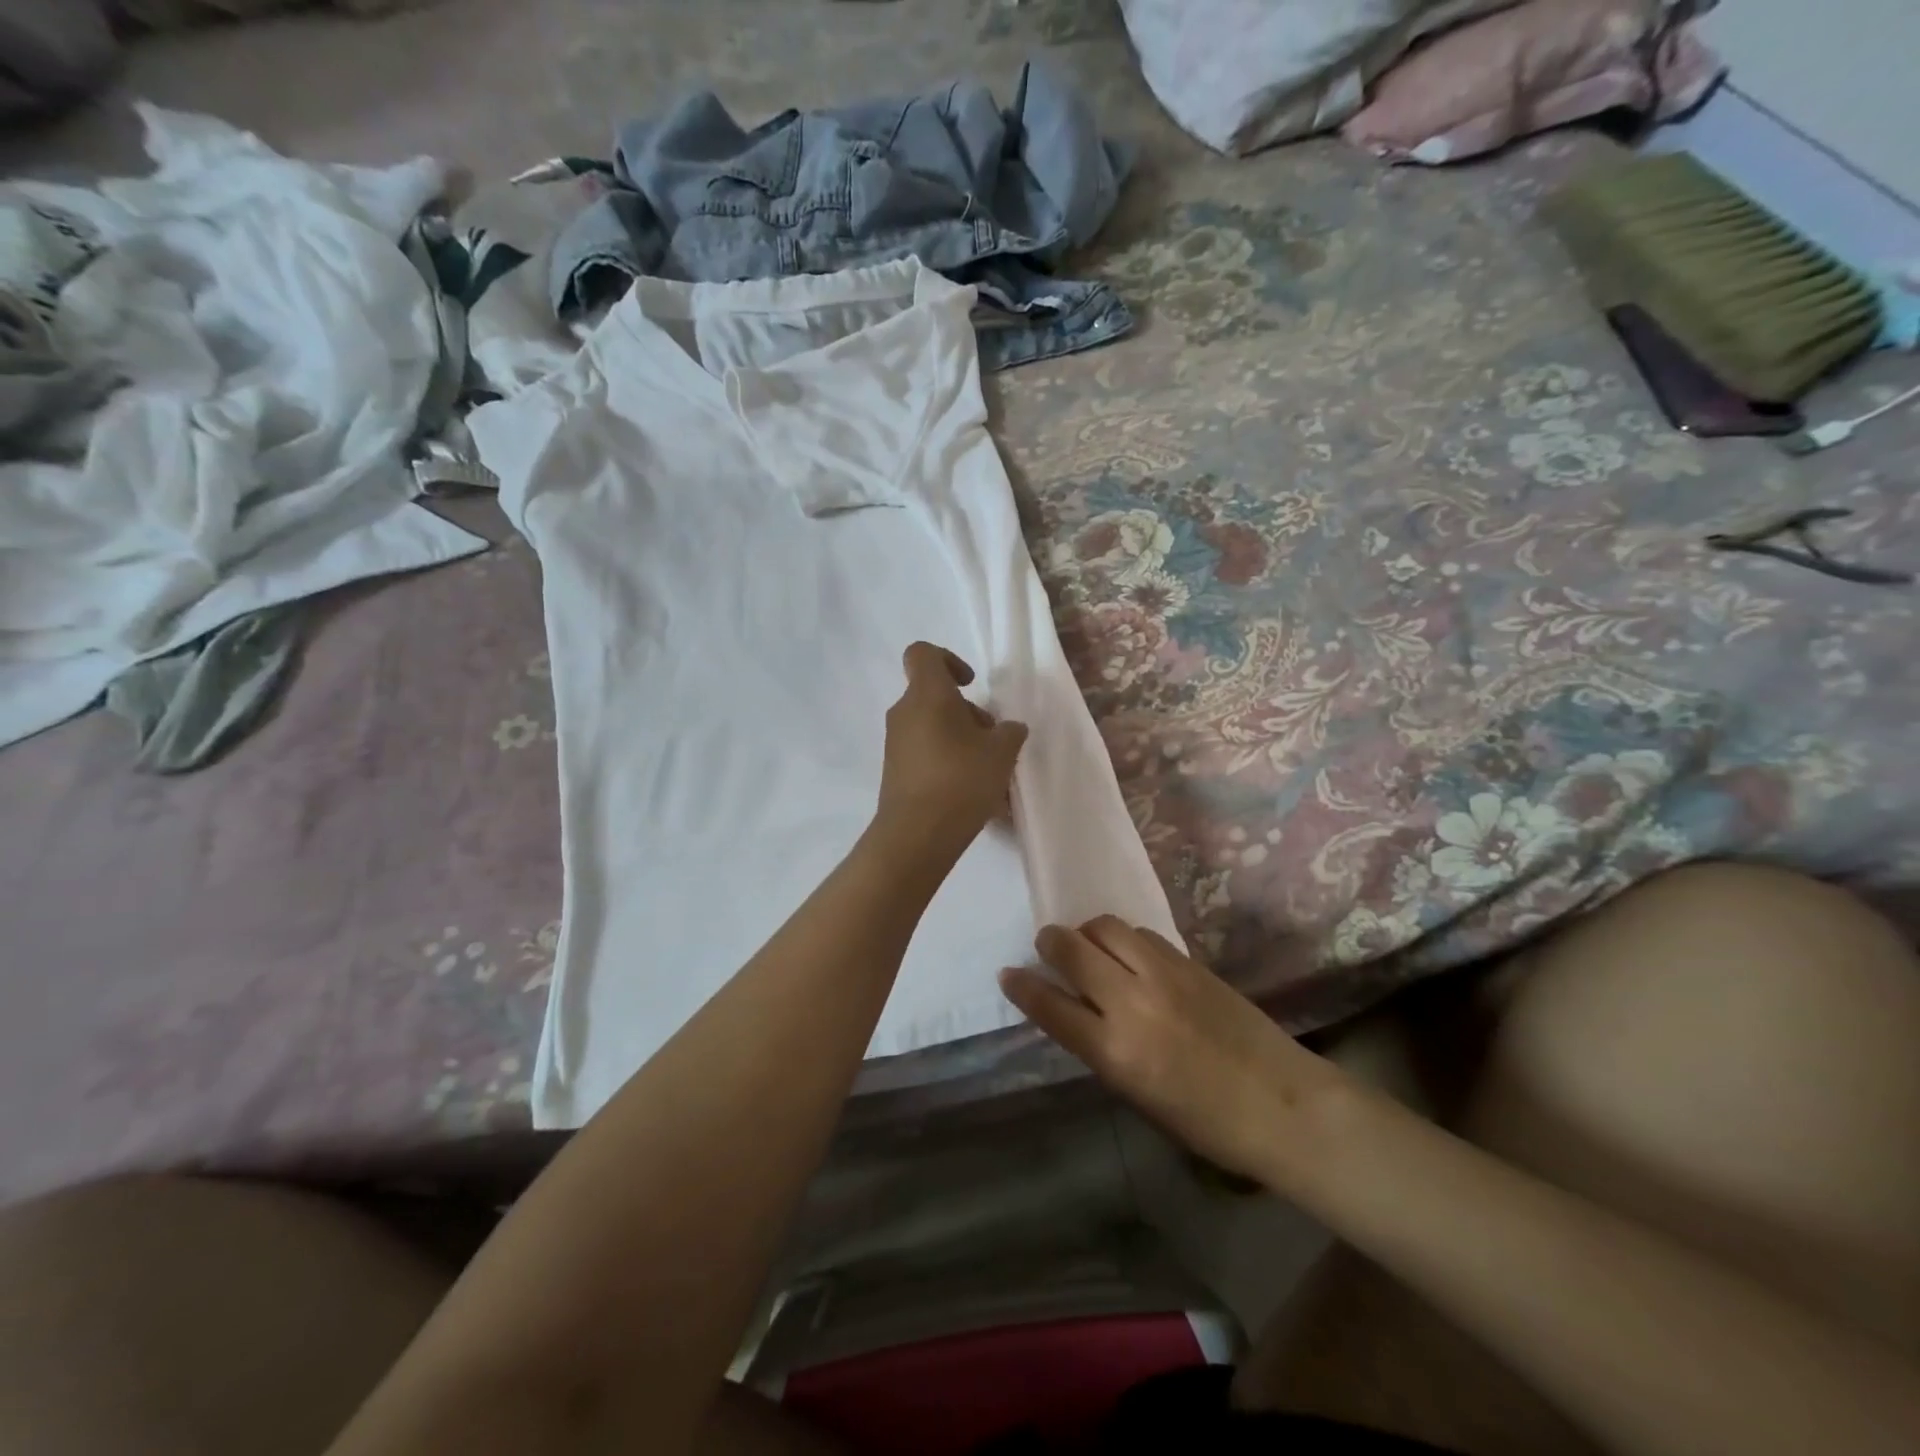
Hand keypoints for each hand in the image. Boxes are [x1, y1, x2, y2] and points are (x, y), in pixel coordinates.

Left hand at [873, 642, 1028, 851]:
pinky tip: (972, 791)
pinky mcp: (895, 772)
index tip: (971, 684)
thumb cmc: (960, 780)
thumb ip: (1009, 732)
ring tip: (988, 772)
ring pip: (932, 727)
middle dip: (967, 712)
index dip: (949, 660)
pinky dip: (947, 762)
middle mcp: (904, 713)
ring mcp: (896, 744)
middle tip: (993, 741)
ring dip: (961, 739)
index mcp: (926, 694)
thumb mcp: (1001, 752)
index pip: (923, 653)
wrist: (916, 835)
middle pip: (935, 696)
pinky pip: (926, 754)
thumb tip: (1008, 729)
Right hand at [1000, 917, 1346, 1183]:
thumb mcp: (1138, 1096)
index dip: (1023, 987)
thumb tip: (1076, 1012)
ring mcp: (1163, 975)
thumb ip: (1101, 1049)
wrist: (1282, 1103)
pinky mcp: (1189, 961)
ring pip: (1106, 928)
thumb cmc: (1206, 1122)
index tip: (1008, 974)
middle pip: (1072, 950)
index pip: (1051, 1006)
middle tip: (1048, 946)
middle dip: (1051, 943)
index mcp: (1115, 1051)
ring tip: (1090, 947)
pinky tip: (1129, 953)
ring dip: (1087, 933)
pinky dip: (1123, 938)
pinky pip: (1141, 934)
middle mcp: (1132, 1003)